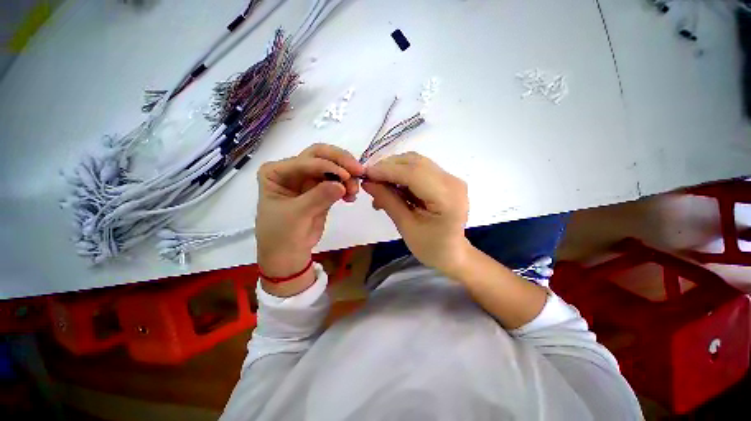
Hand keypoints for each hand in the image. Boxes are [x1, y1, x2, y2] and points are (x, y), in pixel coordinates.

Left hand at [255, 144, 363, 278]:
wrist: (287, 256)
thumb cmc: (281, 235)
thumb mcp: (297, 215)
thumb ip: (319, 197)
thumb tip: (342, 184)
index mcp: (277, 172)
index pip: (305, 160)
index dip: (327, 166)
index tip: (346, 177)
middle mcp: (293, 171)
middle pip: (320, 156)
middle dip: (341, 161)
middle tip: (358, 171)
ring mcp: (309, 181)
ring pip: (332, 168)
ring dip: (347, 175)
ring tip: (355, 191)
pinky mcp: (322, 191)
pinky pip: (338, 183)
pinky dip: (347, 186)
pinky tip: (352, 197)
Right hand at [362, 152, 470, 274]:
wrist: (452, 252)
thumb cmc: (430, 247)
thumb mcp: (406, 226)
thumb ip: (388, 201)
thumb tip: (367, 183)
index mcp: (447, 198)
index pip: (413, 173)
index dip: (387, 170)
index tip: (365, 174)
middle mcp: (452, 181)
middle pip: (415, 162)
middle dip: (388, 167)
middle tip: (369, 180)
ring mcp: (451, 178)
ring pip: (416, 162)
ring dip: (394, 169)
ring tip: (379, 185)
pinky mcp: (445, 179)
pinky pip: (419, 169)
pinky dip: (402, 173)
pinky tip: (391, 186)